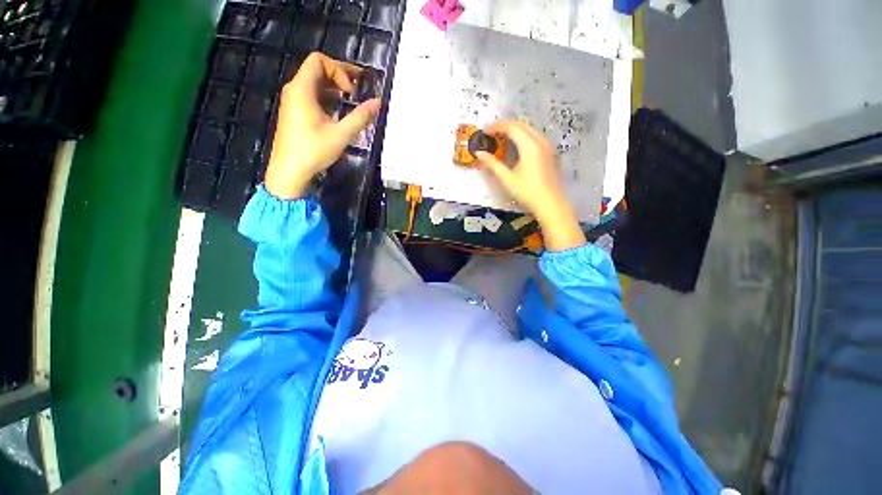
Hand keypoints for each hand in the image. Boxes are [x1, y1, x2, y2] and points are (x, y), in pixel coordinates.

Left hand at [265, 52, 380, 199]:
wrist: (289, 171)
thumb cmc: (313, 150)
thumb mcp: (341, 134)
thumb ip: (360, 117)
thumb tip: (378, 102)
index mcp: (302, 89)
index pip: (319, 60)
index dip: (339, 70)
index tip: (351, 92)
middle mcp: (295, 89)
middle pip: (317, 69)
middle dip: (339, 75)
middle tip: (359, 86)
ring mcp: (292, 101)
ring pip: (314, 83)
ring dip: (334, 86)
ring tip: (351, 98)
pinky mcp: (294, 112)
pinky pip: (311, 95)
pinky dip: (326, 96)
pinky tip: (338, 110)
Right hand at [476, 120, 585, 250]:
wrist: (550, 204)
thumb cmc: (527, 192)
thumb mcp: (507, 179)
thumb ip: (492, 164)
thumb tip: (479, 153)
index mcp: (529, 146)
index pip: (511, 127)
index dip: (496, 127)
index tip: (485, 132)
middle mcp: (540, 141)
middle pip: (521, 125)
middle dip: (505, 125)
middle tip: (491, 133)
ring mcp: (547, 146)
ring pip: (529, 129)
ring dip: (514, 130)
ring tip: (501, 138)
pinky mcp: (549, 152)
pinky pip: (534, 136)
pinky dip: (522, 136)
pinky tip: (516, 146)